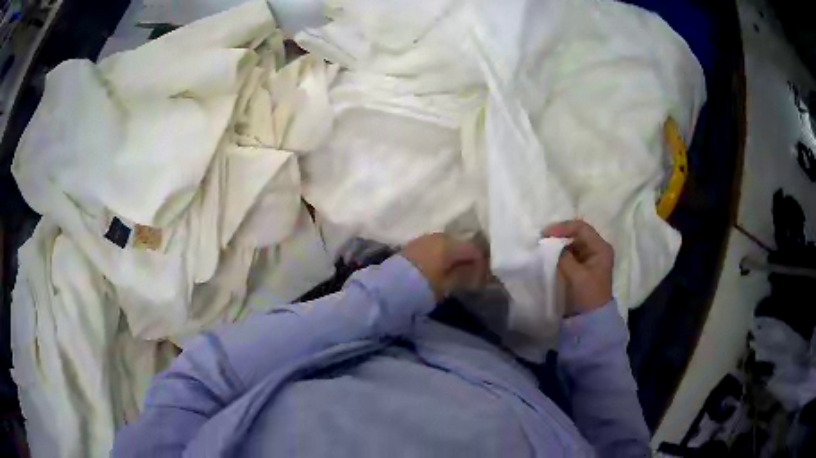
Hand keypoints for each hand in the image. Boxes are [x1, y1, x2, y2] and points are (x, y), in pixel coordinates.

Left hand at [401, 233, 488, 301]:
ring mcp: (425, 238)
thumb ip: (464, 275)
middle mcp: (439, 236)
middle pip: (460, 244)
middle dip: (466, 259)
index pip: (474, 250)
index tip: (481, 278)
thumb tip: (474, 270)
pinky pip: (434, 246)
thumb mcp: (448, 285)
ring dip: (452, 256)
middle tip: (468, 275)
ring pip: (447, 244)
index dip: (481, 264)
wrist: (390, 287)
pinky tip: (438, 267)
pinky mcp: (414, 244)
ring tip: (453, 272)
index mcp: (451, 245)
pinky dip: (440, 255)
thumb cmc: (424, 287)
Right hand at [543, 220, 613, 315]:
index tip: (545, 234)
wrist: (591, 319)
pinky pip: (571, 253)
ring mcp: (591, 258)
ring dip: (559, 244)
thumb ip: (564, 257)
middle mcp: (597, 249)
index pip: (581, 228)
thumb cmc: (588, 296)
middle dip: (560, 235)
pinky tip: (550, 256)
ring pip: (573, 243)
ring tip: (544, 247)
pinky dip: (561, 253)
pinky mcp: (583, 266)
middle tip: (542, 239)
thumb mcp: (576, 276)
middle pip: (577, 234)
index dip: (563, 228)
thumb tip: (551, 246)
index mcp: (601, 248)